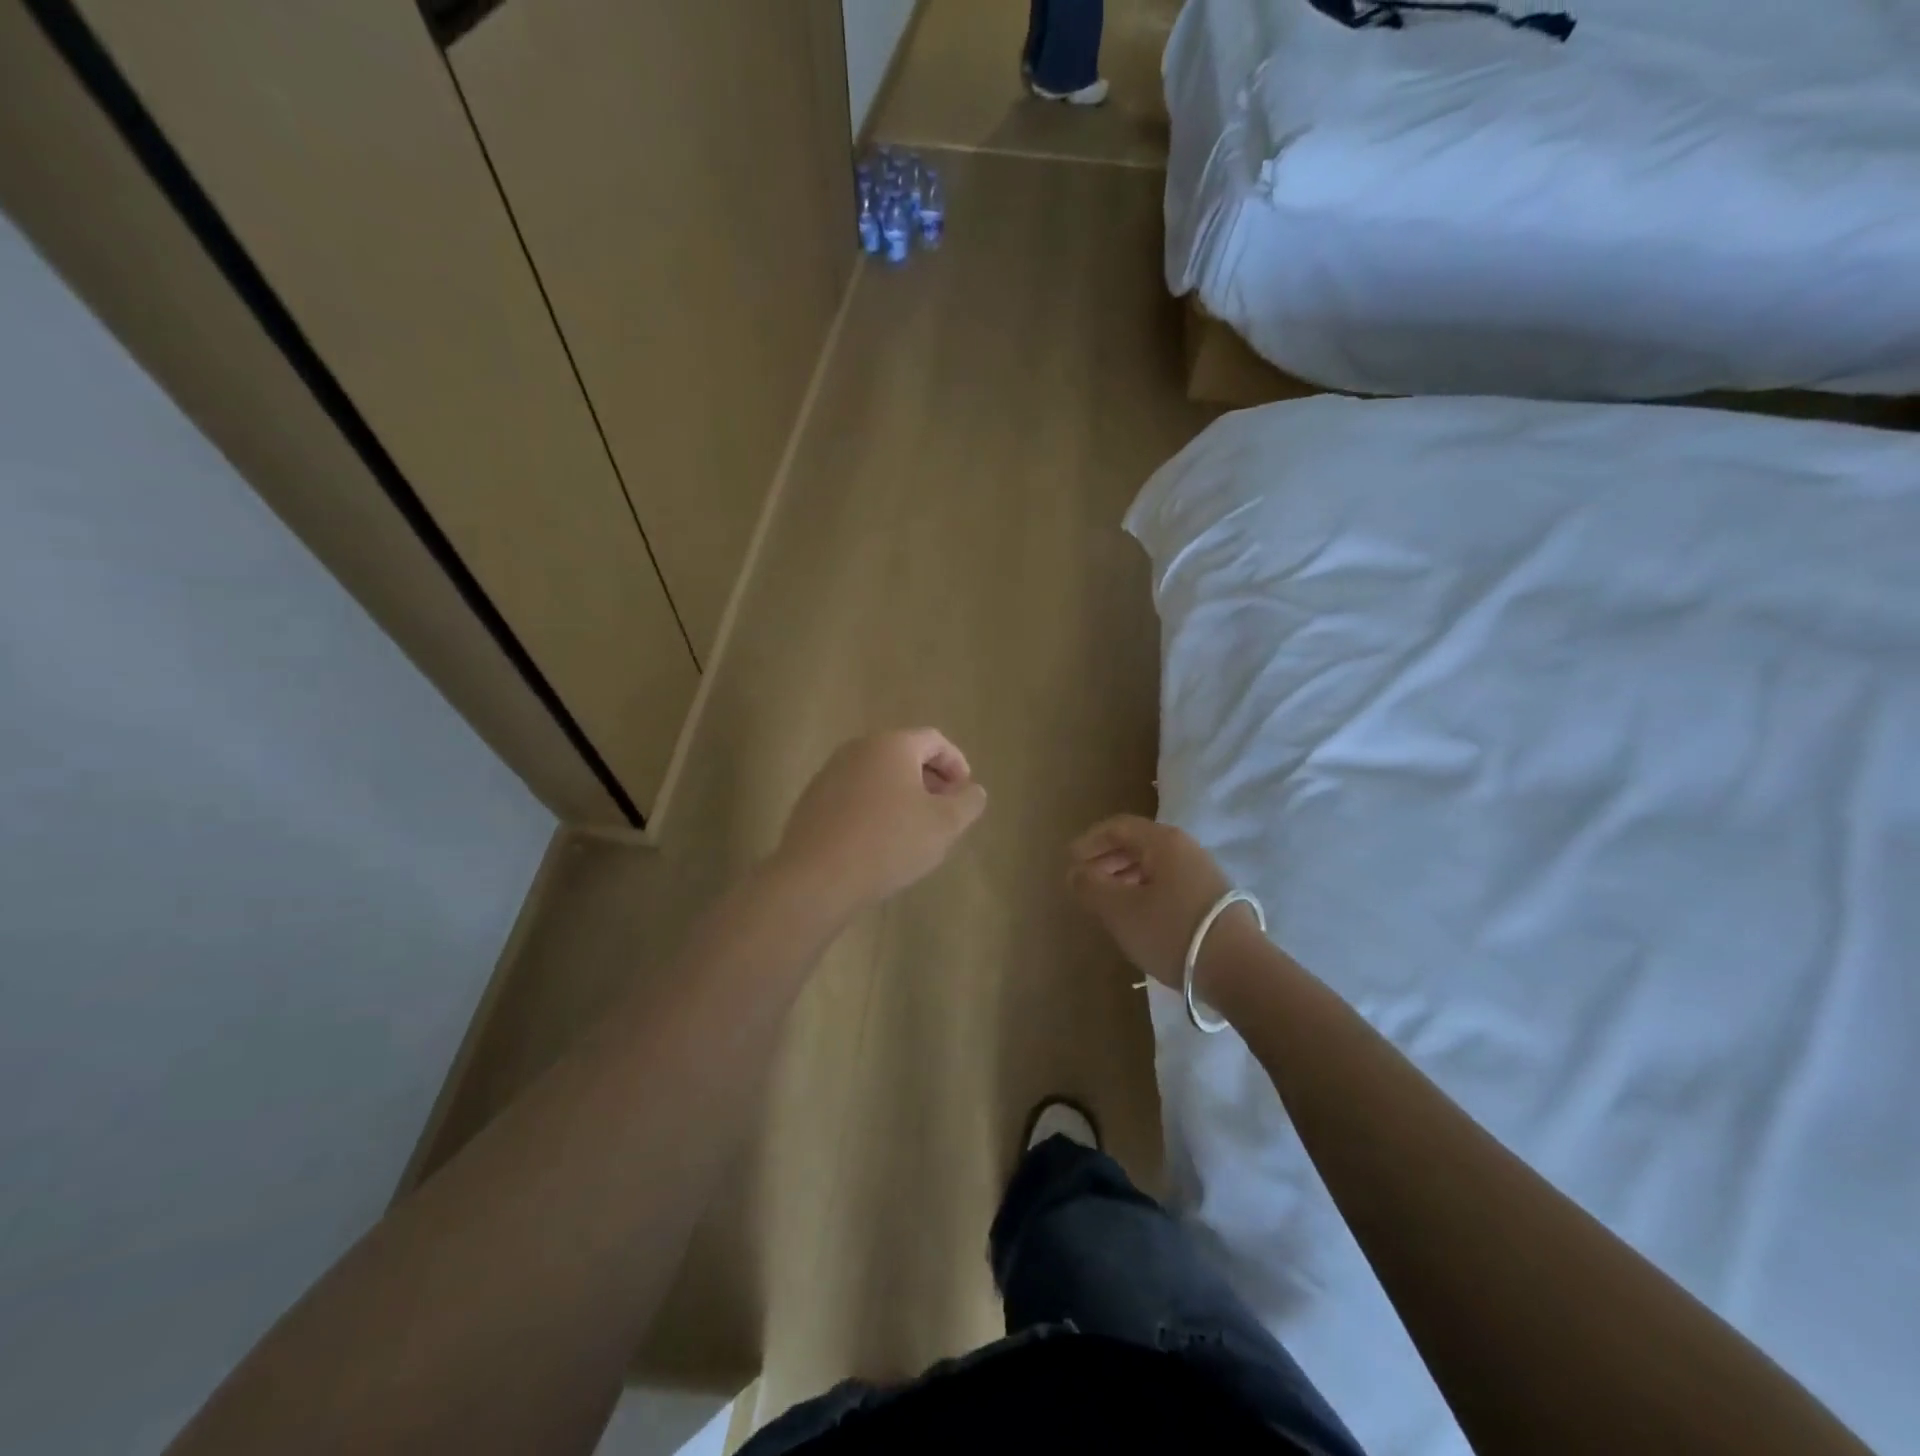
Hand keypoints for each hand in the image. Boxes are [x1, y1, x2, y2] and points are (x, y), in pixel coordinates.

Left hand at [771, 729, 987, 915]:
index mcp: (892, 745)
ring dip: (901, 794)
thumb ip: (968, 802)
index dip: (956, 764)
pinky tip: (879, 840)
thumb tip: (972, 790)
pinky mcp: (812, 800)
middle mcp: (858, 749)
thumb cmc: (889, 842)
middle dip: (929, 779)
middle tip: (943, 811)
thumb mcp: (944, 824)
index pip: (934, 740)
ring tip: (913, 829)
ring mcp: (830, 773)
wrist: (817, 877)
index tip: (964, 794)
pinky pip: (854, 794)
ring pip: (877, 775)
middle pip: (903, 754)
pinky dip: (874, 807)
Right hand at [1069, 815, 1255, 990]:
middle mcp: (1184, 848)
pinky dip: (1143, 889)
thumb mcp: (1120, 910)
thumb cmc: (1171, 931)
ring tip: (1106, 900)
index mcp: (1162, 841)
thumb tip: (1074, 872)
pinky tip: (1137, 915)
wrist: (1238, 969)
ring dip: (1124, 876)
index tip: (1069, 860)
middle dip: (1106, 859)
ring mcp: (1202, 872)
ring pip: (1153, 864)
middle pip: (1137, 843)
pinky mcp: (1211, 898)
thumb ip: (1091, 886)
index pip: (1118, 827)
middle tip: (1084, 880)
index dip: (1090, 841)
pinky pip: (1168, 882)